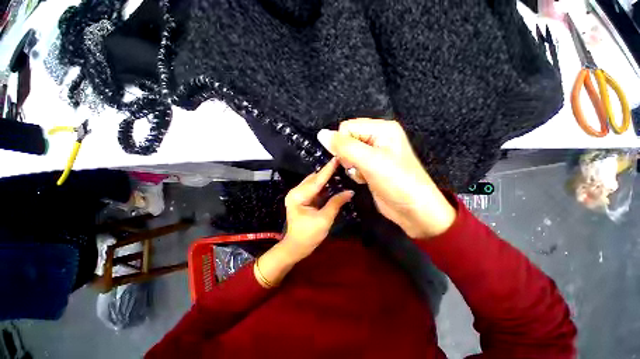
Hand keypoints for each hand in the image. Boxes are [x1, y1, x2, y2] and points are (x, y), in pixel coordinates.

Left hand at [254, 158, 352, 287]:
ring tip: (339, 169)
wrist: (296, 247)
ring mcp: (298, 195)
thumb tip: (350, 191)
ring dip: (325, 177)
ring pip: (314, 182)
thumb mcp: (324, 219)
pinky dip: (323, 185)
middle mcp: (296, 192)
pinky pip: (314, 188)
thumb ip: (336, 203)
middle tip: (341, 163)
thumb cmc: (308, 236)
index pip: (317, 180)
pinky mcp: (302, 198)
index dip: (328, 169)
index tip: (337, 158)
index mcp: (298, 196)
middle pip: (314, 179)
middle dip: (327, 171)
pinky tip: (332, 181)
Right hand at [317, 118, 455, 238]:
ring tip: (364, 174)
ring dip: (351, 166)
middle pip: (347, 139)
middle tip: (359, 167)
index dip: (343, 143)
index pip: (347, 127)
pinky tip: (365, 179)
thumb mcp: (370, 161)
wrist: (413, 210)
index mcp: (382, 128)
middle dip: (347, 155)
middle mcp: (378, 137)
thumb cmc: (397, 182)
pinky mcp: (371, 166)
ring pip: (348, 153)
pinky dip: (355, 172)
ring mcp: (375, 153)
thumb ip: (344, 147)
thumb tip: (321, 134)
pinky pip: (353, 164)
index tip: (351, 159)